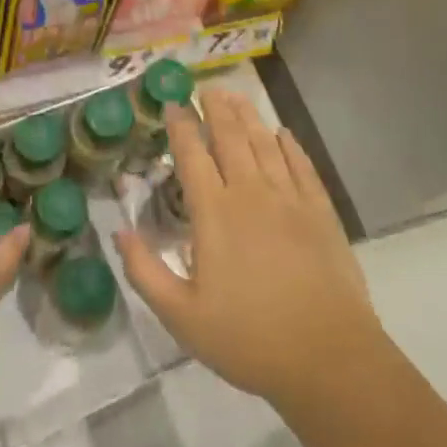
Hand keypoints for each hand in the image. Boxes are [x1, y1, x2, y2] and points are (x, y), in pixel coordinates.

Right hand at [116, 88, 388, 413]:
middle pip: (231, 137)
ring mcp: (290, 200)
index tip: (172, 103)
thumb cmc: (248, 339)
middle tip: (207, 87)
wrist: (329, 360)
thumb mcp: (181, 316)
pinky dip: (291, 146)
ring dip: (249, 116)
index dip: (180, 125)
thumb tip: (118, 231)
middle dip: (216, 108)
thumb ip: (144, 271)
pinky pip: (303, 167)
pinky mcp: (321, 213)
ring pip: (265, 144)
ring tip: (237, 96)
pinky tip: (284, 134)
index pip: (192, 155)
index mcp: (214, 212)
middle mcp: (251, 193)